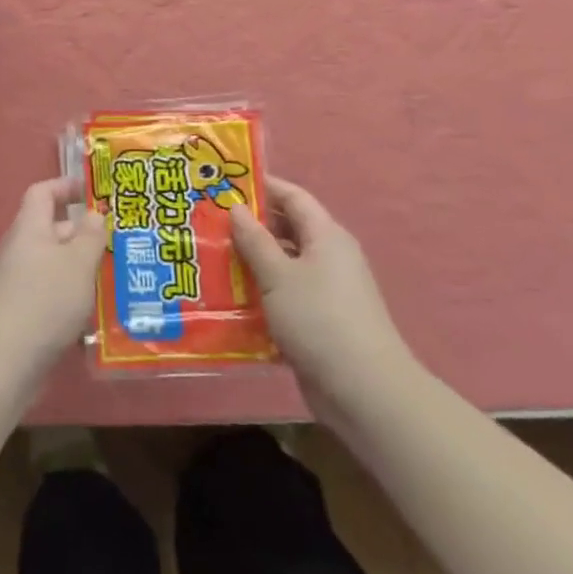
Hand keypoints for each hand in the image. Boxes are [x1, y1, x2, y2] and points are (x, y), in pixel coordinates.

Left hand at [0, 177, 108, 379]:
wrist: (1, 364)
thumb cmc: (43, 301)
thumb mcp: (77, 263)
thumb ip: (90, 236)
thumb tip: (94, 214)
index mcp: (29, 229)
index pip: (43, 192)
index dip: (66, 186)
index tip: (95, 191)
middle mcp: (19, 251)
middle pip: (53, 231)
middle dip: (86, 235)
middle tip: (123, 242)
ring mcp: (17, 285)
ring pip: (55, 267)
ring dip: (83, 271)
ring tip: (119, 279)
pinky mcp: (21, 316)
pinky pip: (51, 297)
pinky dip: (73, 301)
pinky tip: (98, 318)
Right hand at [230, 179, 417, 414]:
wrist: (363, 390)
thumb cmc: (318, 319)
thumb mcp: (278, 275)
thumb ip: (254, 240)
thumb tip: (236, 208)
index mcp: (326, 236)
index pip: (293, 197)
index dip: (262, 187)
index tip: (225, 183)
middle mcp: (329, 257)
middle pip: (287, 229)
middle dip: (250, 226)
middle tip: (209, 223)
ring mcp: (327, 291)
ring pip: (283, 265)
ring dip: (252, 262)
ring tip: (211, 259)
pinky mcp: (320, 321)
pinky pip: (286, 296)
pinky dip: (261, 294)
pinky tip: (231, 300)